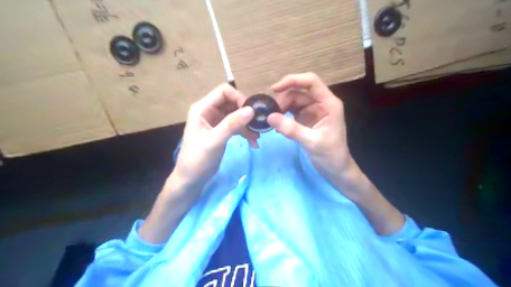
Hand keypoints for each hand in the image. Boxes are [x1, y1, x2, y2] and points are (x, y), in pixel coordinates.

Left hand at [170, 82, 259, 196]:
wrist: (191, 178)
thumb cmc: (198, 159)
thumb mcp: (215, 140)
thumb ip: (232, 124)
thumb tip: (251, 110)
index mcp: (202, 108)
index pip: (224, 91)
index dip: (239, 98)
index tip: (250, 112)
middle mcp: (209, 111)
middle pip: (232, 102)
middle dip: (245, 112)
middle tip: (257, 124)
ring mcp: (215, 121)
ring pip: (236, 115)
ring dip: (247, 124)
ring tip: (257, 136)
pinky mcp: (221, 131)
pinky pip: (236, 126)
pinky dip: (245, 132)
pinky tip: (253, 142)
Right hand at [268, 73, 362, 198]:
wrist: (336, 170)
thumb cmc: (331, 155)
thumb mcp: (312, 142)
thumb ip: (292, 129)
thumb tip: (270, 117)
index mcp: (329, 103)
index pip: (311, 82)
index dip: (293, 80)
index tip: (274, 89)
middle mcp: (320, 103)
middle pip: (298, 92)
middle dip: (283, 99)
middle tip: (269, 113)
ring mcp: (312, 111)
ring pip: (293, 101)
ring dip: (281, 108)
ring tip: (271, 119)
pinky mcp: (305, 119)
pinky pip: (291, 112)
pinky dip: (282, 116)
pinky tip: (276, 124)